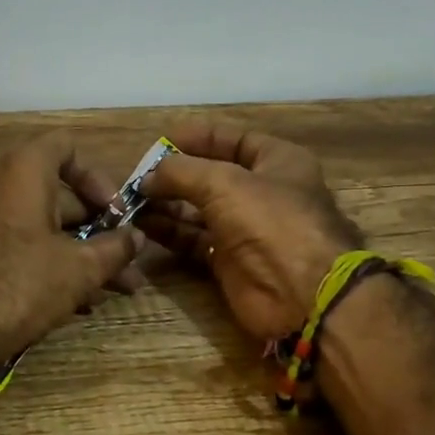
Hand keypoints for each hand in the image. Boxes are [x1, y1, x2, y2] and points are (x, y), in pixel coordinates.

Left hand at [0, 131, 145, 370]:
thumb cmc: (19, 283)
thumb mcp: (79, 268)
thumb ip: (114, 249)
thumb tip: (136, 237)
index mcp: (26, 172)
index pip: (67, 147)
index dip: (98, 176)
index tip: (115, 212)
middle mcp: (4, 187)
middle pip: (63, 195)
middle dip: (100, 229)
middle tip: (130, 261)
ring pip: (48, 228)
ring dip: (85, 255)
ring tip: (119, 290)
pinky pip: (27, 248)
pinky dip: (56, 266)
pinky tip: (82, 303)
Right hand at [139, 122, 362, 340]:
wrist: (301, 295)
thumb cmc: (270, 222)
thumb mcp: (222, 183)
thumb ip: (180, 172)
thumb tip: (147, 177)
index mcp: (278, 162)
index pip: (233, 140)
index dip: (197, 138)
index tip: (160, 141)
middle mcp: (263, 193)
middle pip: (210, 176)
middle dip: (174, 176)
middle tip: (138, 177)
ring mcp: (246, 229)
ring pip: (198, 210)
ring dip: (166, 204)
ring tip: (133, 201)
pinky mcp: (229, 261)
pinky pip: (193, 240)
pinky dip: (170, 232)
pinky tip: (143, 225)